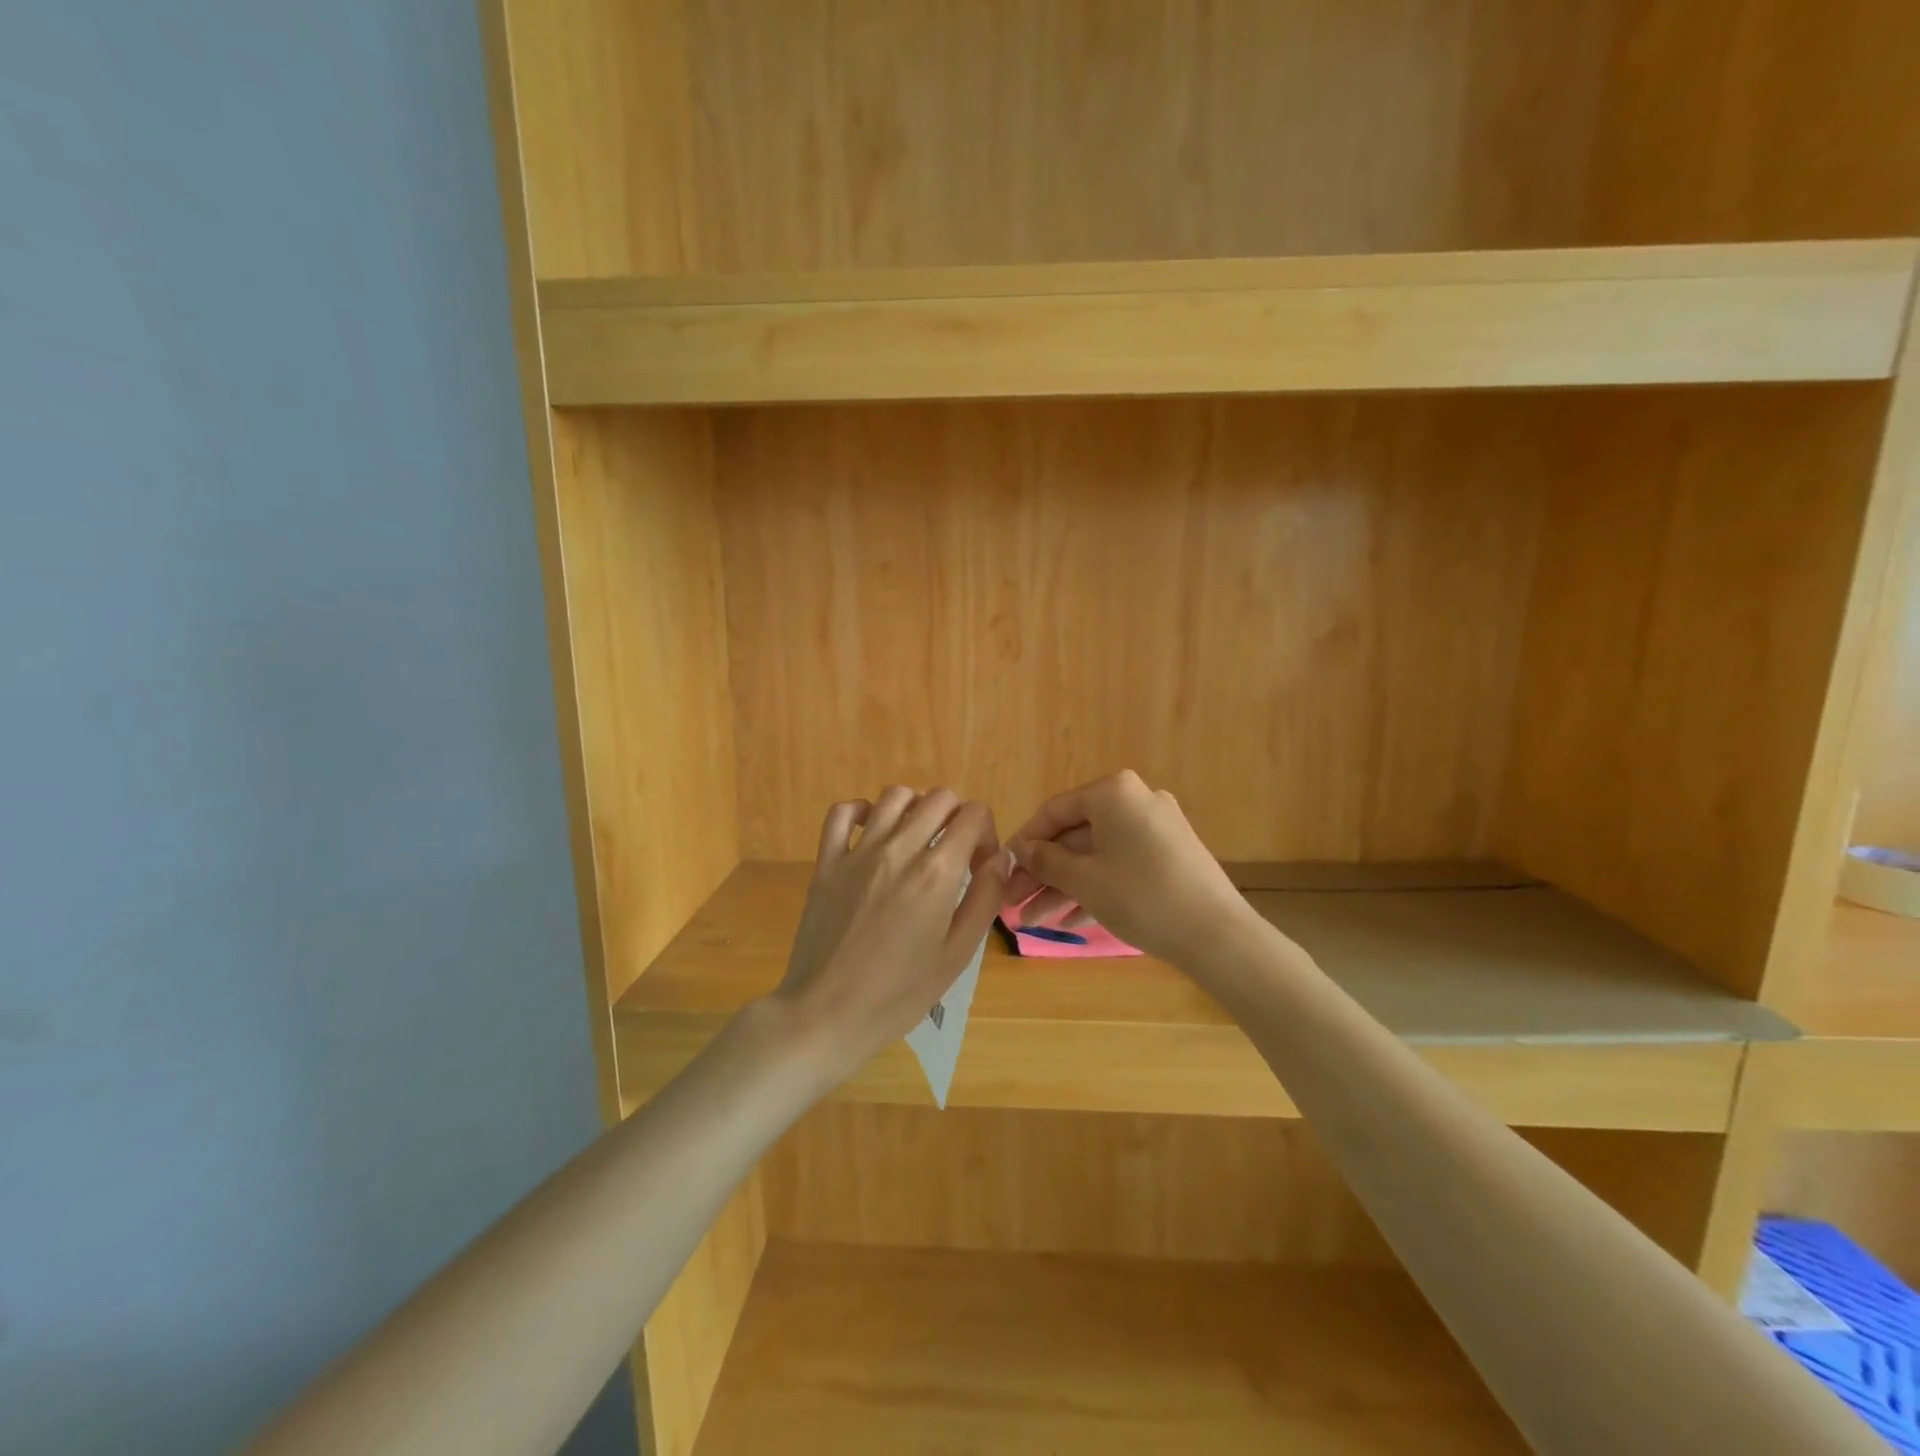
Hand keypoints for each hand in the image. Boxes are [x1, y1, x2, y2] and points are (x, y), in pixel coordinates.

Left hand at [771, 786, 1007, 1084]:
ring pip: (895, 795)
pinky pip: (843, 812)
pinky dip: (863, 811)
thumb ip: (985, 899)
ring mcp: (858, 851)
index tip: (980, 866)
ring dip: (916, 809)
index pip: (973, 814)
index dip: (986, 834)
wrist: (827, 1014)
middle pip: (939, 798)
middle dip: (957, 818)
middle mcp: (899, 848)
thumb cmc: (899, 994)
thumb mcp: (957, 955)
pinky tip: (873, 833)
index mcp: (936, 873)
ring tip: (918, 841)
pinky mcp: (827, 861)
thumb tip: (1000, 858)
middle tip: (954, 854)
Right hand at [1005, 770, 1250, 963]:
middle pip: (1075, 836)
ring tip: (1033, 921)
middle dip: (1042, 873)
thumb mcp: (1084, 880)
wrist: (1217, 935)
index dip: (1024, 842)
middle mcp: (1136, 801)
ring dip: (1064, 887)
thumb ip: (1046, 861)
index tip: (1002, 869)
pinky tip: (1068, 922)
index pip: (1054, 811)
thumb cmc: (1141, 897)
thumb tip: (1019, 848)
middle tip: (1013, 903)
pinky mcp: (1170, 856)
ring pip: (1096, 855)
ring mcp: (1156, 828)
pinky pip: (1121, 866)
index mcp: (1113, 793)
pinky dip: (1095, 889)